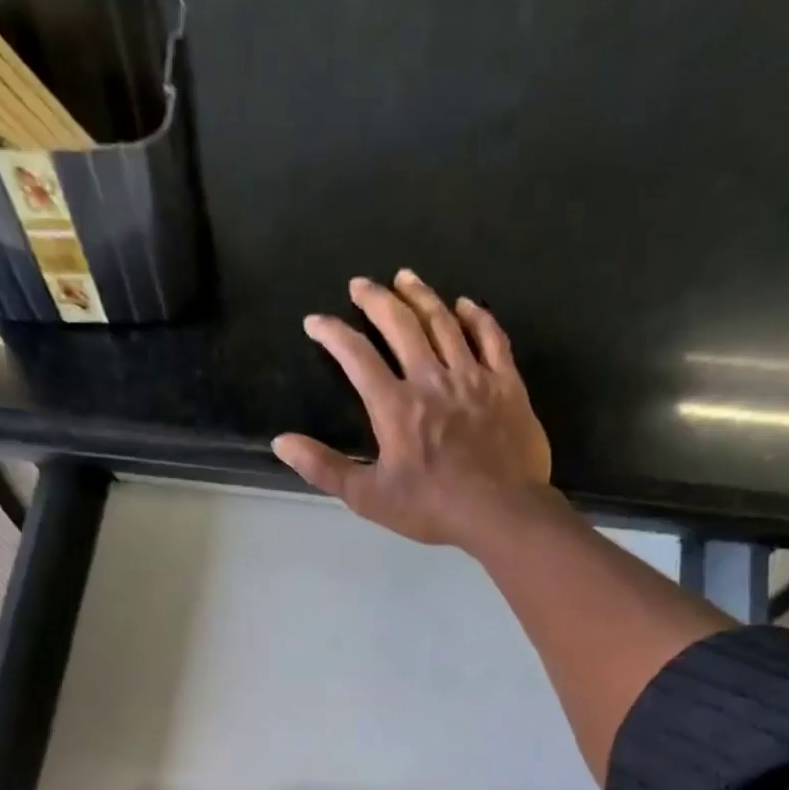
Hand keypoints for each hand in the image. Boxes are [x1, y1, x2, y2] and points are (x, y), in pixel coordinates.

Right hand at [272, 269, 553, 548]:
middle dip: (377, 300)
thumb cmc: (431, 507)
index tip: (316, 321)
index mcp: (395, 407)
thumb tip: (282, 442)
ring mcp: (473, 377)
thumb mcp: (368, 497)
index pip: (357, 357)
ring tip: (406, 278)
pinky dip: (477, 317)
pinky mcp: (506, 384)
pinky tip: (466, 304)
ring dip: (422, 296)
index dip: (333, 334)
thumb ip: (324, 468)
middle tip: (361, 284)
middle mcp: (432, 380)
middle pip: (402, 326)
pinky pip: (492, 338)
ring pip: (444, 323)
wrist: (502, 511)